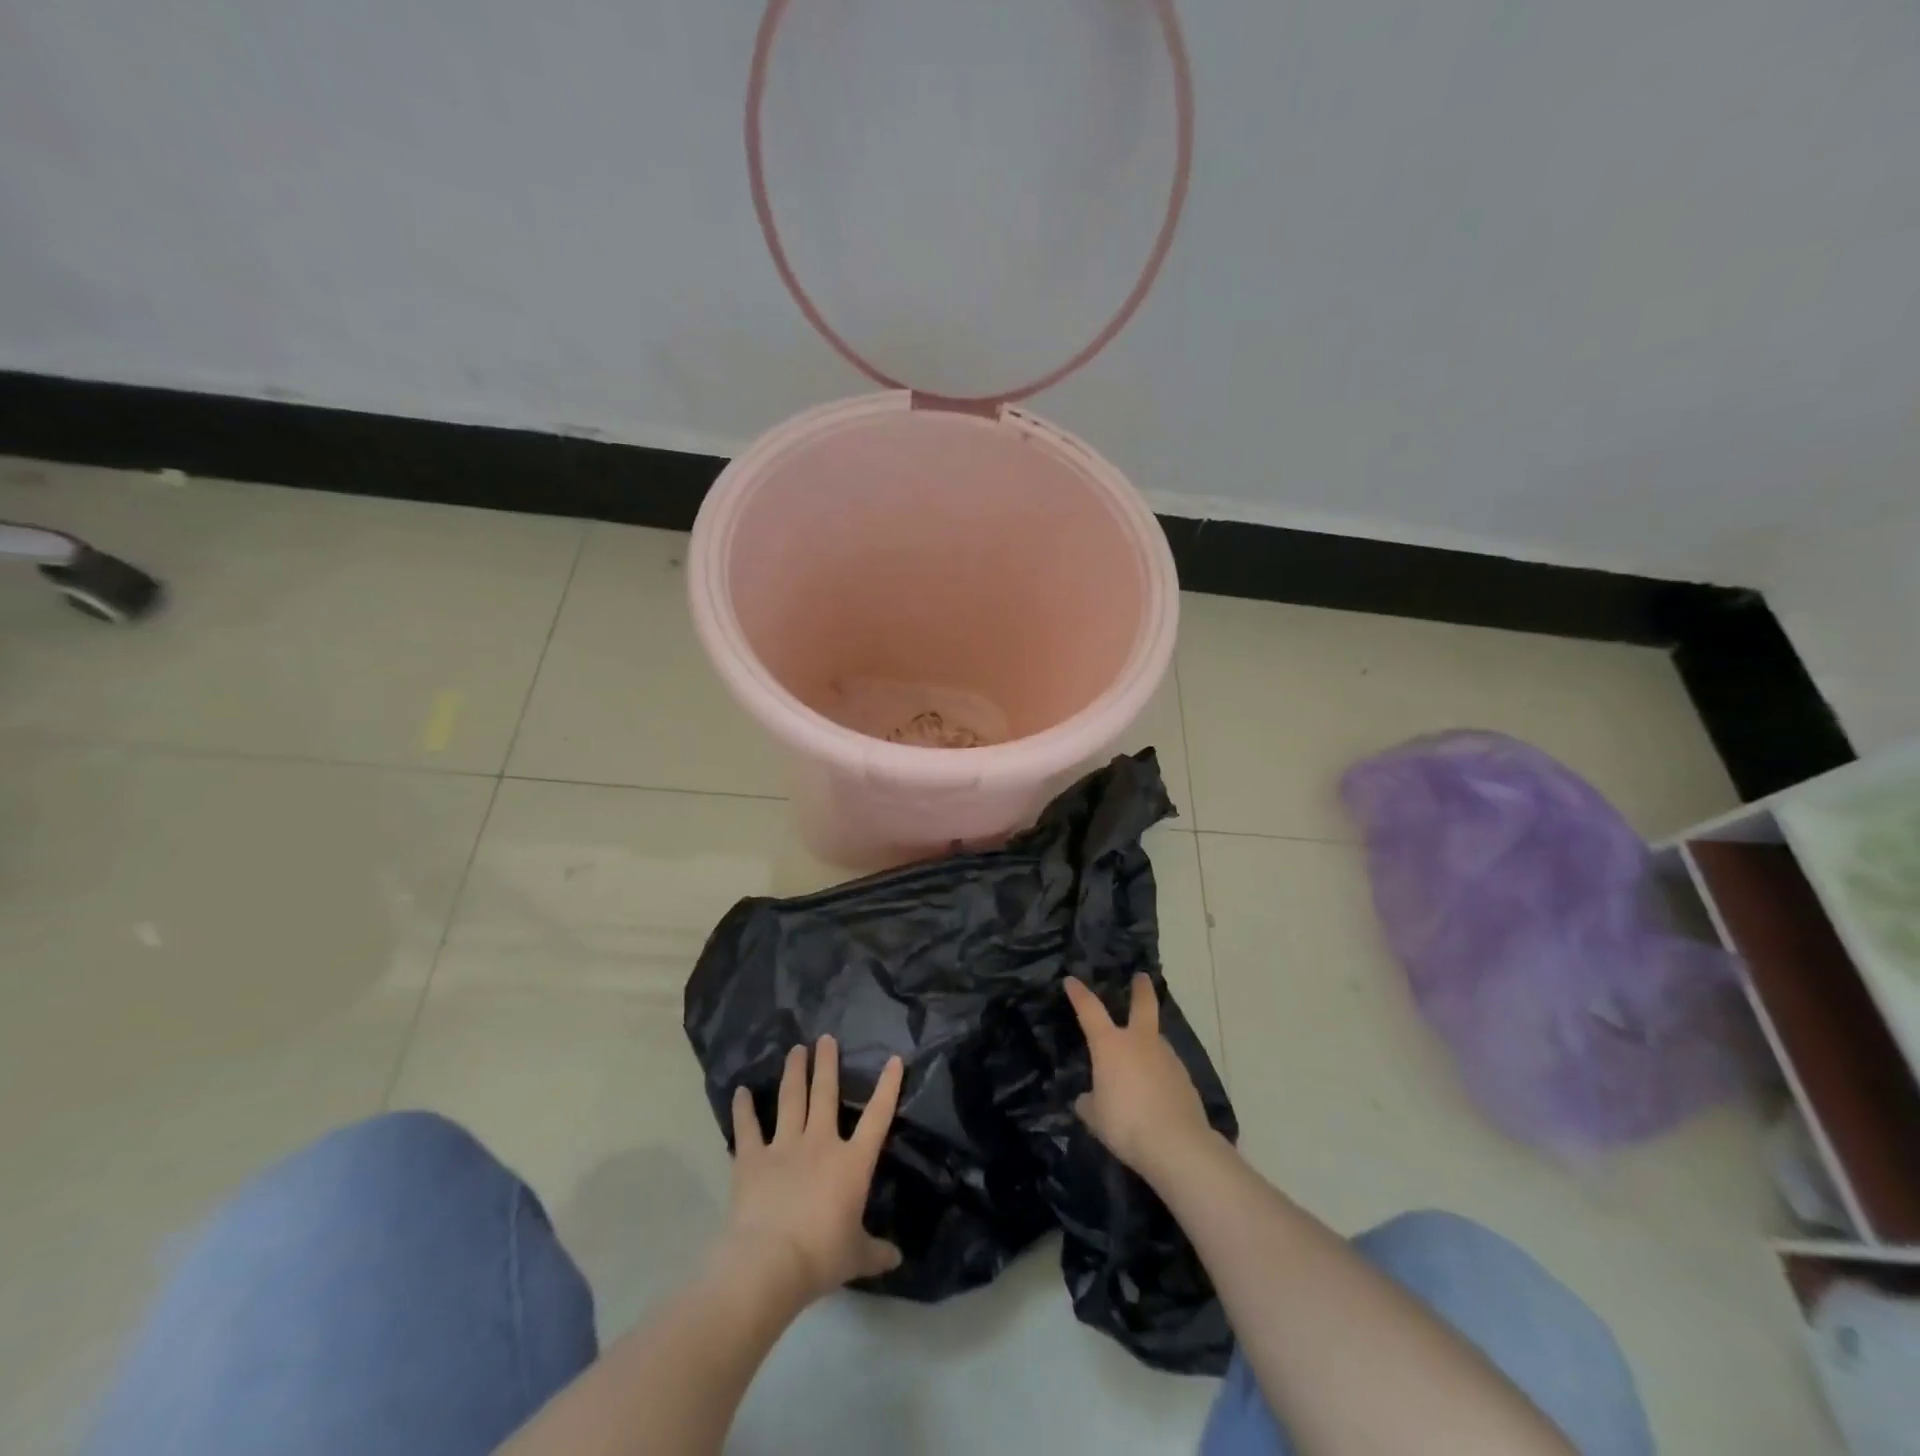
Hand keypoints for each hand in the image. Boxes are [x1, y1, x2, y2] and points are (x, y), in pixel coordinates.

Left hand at [723, 1037, 904, 1304]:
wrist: (769, 1263)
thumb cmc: (821, 1256)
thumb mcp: (856, 1257)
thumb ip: (876, 1252)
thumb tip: (897, 1258)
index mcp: (851, 1162)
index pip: (877, 1117)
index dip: (888, 1087)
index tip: (894, 1059)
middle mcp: (820, 1143)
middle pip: (826, 1094)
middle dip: (827, 1064)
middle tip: (826, 1038)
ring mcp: (784, 1146)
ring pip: (792, 1099)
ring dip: (794, 1072)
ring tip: (796, 1049)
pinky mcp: (753, 1158)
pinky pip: (748, 1128)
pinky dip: (744, 1109)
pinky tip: (741, 1091)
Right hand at [1065, 974, 1217, 1185]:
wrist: (1177, 1145)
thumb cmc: (1126, 1123)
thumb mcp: (1095, 1117)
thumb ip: (1089, 1103)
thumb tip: (1088, 1098)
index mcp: (1110, 1045)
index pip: (1089, 1009)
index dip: (1078, 993)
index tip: (1071, 980)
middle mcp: (1140, 1042)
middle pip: (1143, 1004)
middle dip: (1141, 989)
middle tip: (1142, 977)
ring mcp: (1167, 1057)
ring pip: (1156, 1041)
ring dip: (1149, 1044)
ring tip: (1140, 1065)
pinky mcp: (1185, 1079)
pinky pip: (1167, 1068)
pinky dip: (1159, 1074)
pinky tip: (1156, 1093)